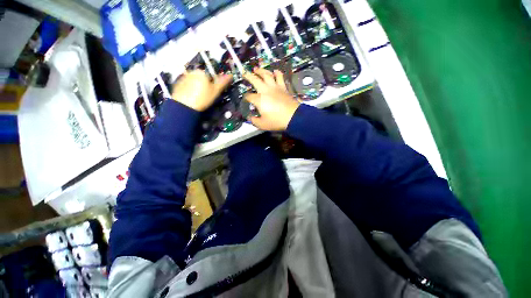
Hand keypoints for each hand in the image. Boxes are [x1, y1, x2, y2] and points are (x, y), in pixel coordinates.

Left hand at [171, 70, 231, 111]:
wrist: (185, 106)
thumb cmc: (200, 99)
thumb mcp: (215, 91)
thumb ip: (222, 82)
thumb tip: (229, 76)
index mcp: (201, 72)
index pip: (211, 74)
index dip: (215, 83)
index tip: (215, 90)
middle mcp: (191, 72)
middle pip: (203, 77)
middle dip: (206, 84)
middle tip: (208, 94)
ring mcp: (184, 78)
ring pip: (195, 81)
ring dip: (199, 87)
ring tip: (201, 97)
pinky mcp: (179, 84)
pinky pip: (188, 85)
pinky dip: (191, 89)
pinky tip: (194, 97)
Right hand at [243, 68, 299, 130]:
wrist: (293, 117)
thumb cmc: (277, 121)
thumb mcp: (262, 124)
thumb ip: (254, 121)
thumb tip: (250, 118)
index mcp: (259, 99)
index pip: (249, 96)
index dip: (246, 97)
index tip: (245, 99)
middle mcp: (265, 90)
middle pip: (255, 80)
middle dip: (248, 76)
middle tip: (244, 73)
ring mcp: (275, 87)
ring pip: (267, 74)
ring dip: (261, 70)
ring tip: (257, 69)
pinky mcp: (283, 87)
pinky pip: (280, 77)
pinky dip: (277, 73)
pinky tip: (275, 71)